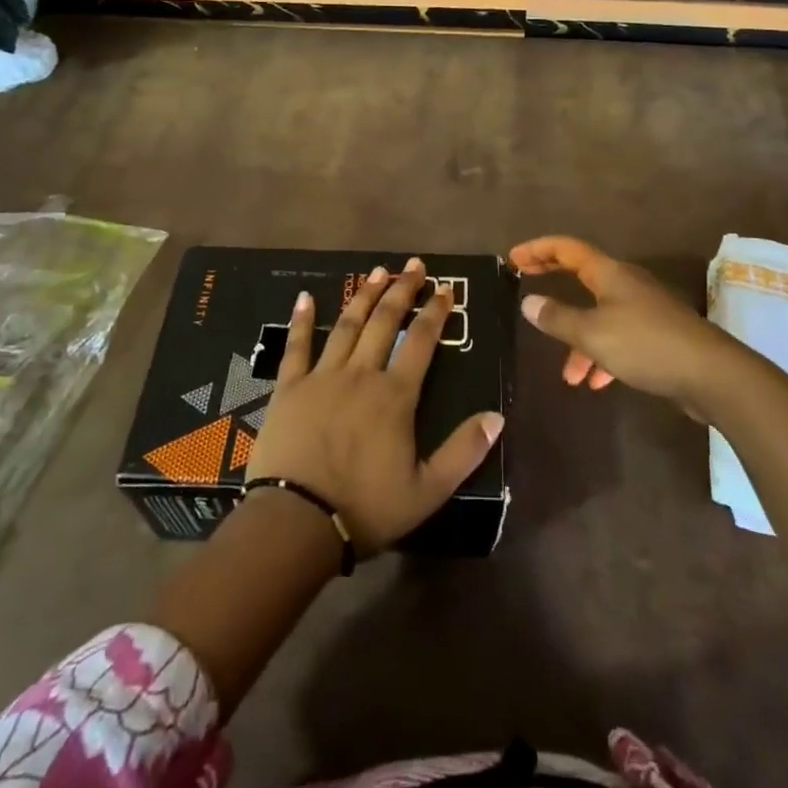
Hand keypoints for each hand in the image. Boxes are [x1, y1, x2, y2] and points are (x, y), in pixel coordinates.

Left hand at [245, 258, 504, 554]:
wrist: (296, 521)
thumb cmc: (365, 508)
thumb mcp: (427, 491)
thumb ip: (463, 451)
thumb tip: (498, 416)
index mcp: (395, 396)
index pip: (422, 342)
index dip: (435, 312)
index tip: (445, 289)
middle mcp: (361, 374)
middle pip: (385, 322)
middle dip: (402, 290)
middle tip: (413, 265)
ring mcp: (322, 377)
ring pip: (347, 326)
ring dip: (363, 296)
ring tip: (376, 272)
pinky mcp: (289, 388)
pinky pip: (296, 346)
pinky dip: (301, 320)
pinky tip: (304, 297)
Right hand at [510, 236, 741, 411]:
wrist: (711, 374)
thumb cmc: (646, 345)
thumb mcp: (593, 334)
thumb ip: (558, 318)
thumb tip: (528, 302)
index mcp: (609, 273)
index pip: (567, 248)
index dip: (538, 249)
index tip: (513, 258)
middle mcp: (626, 284)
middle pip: (581, 276)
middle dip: (553, 284)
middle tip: (525, 289)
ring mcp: (643, 309)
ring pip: (599, 315)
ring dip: (579, 340)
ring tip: (569, 375)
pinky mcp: (656, 334)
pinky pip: (618, 338)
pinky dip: (602, 356)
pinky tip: (598, 383)